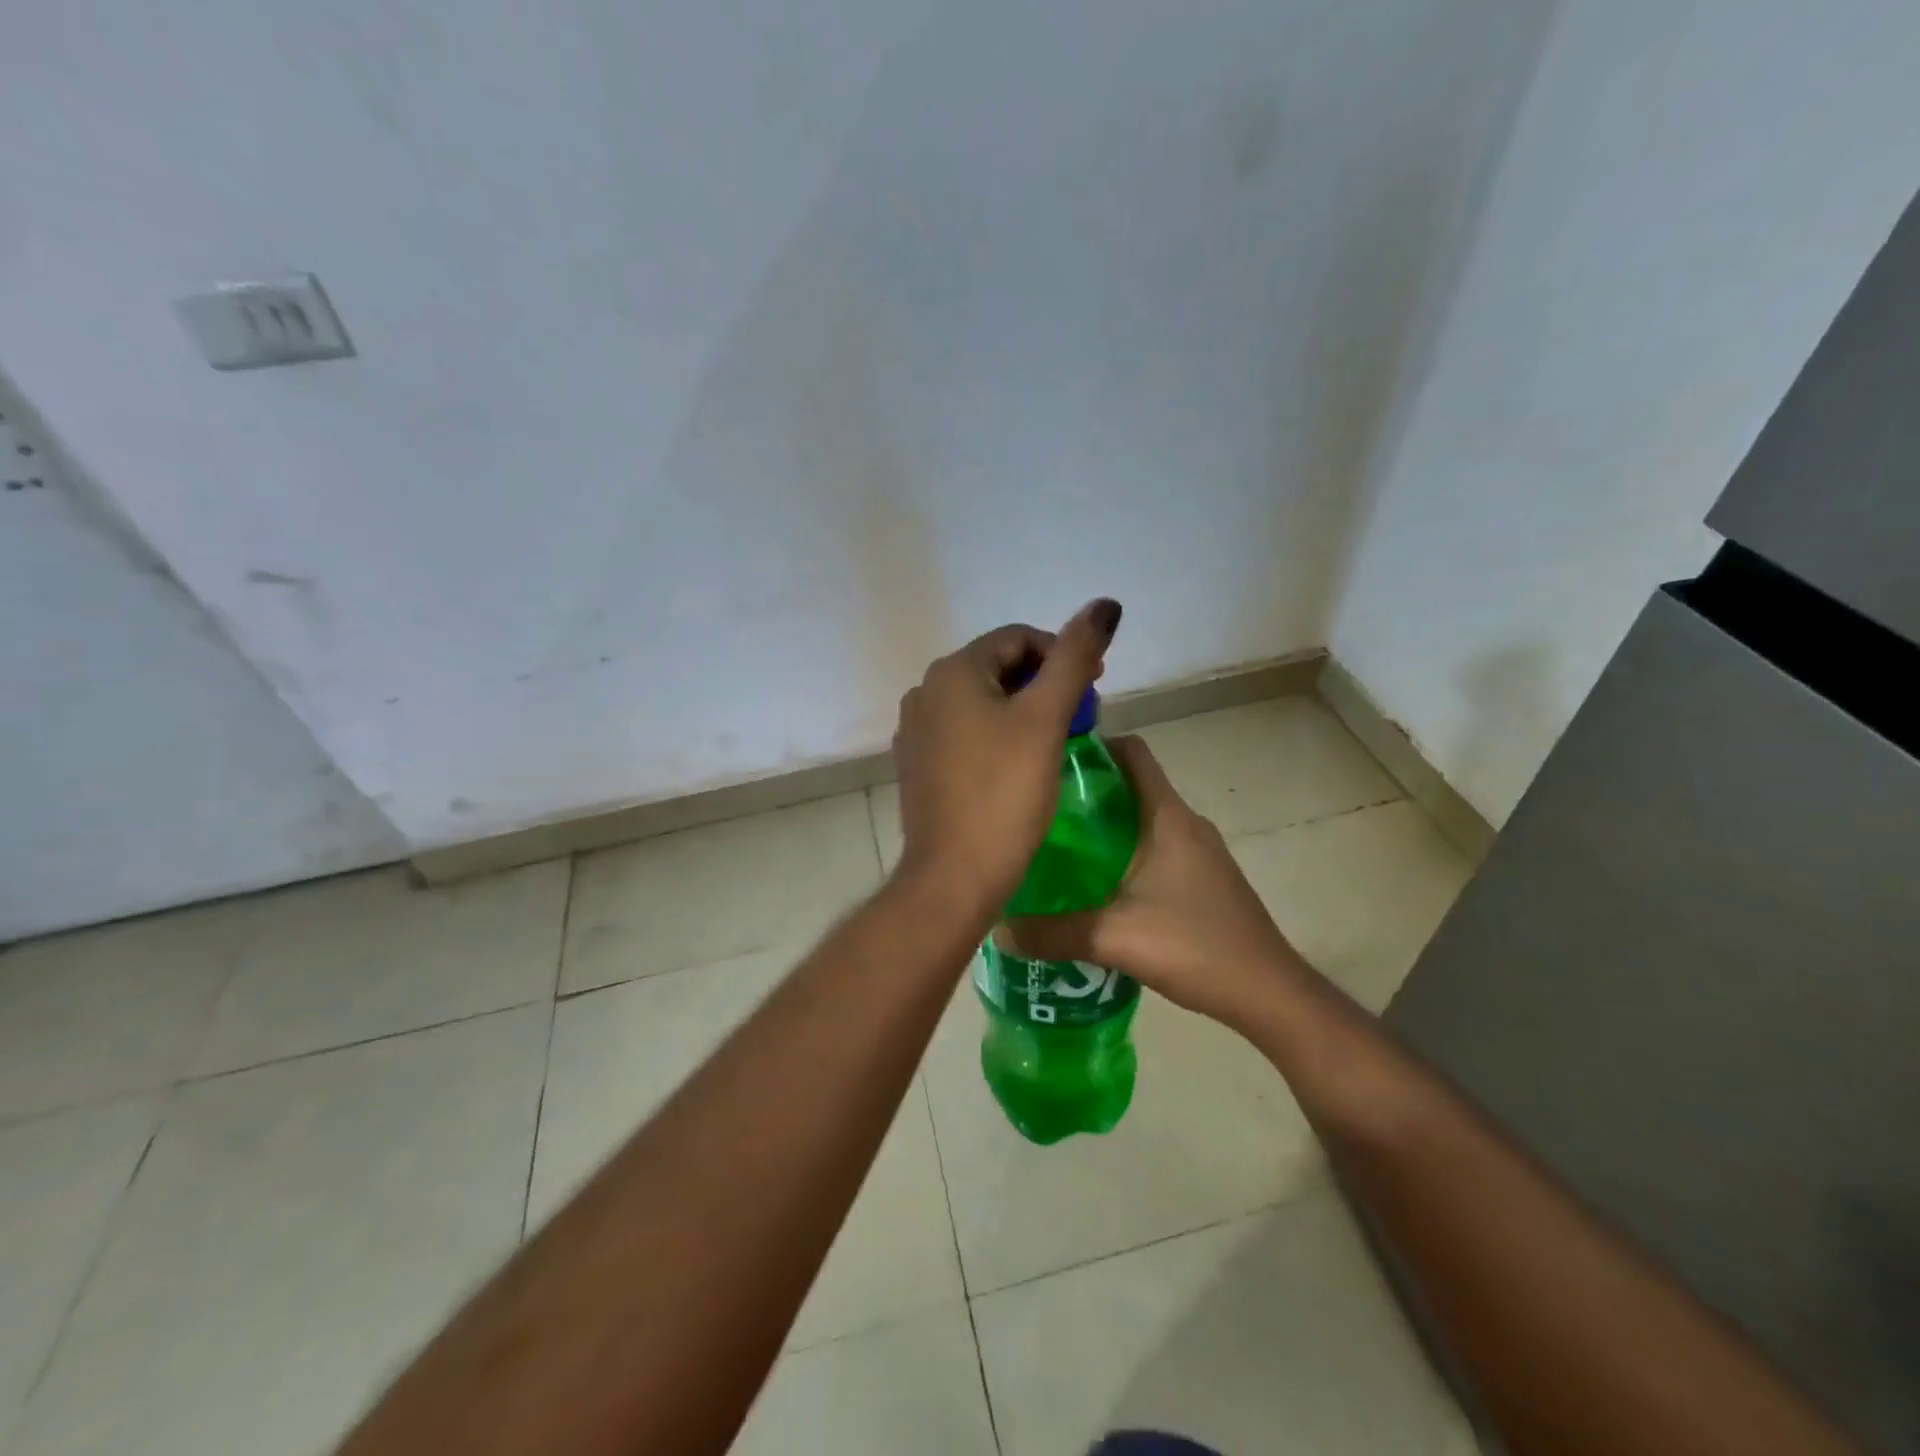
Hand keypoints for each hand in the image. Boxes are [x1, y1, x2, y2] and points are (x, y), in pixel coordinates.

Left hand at [891, 599, 1121, 912]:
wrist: (953, 877)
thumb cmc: (1003, 794)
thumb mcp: (1045, 720)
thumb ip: (1074, 658)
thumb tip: (1105, 604)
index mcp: (951, 672)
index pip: (1017, 638)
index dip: (1062, 654)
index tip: (1097, 685)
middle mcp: (924, 693)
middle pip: (998, 669)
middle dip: (1044, 683)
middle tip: (1082, 715)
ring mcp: (916, 732)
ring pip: (982, 703)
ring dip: (1023, 710)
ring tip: (1057, 740)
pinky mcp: (918, 767)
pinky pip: (965, 734)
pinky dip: (998, 736)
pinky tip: (1020, 765)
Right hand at [1004, 735, 1311, 1031]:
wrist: (1268, 992)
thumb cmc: (1194, 946)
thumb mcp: (1114, 939)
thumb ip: (1053, 933)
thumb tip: (998, 928)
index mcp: (1167, 817)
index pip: (1132, 752)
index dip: (1093, 745)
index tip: (1050, 761)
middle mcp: (1185, 822)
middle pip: (1131, 785)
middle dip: (1086, 791)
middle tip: (1039, 811)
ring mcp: (1199, 851)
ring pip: (1142, 819)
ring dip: (1104, 826)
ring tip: (1058, 848)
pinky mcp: (1203, 877)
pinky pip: (1155, 847)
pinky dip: (1124, 852)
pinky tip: (1096, 887)